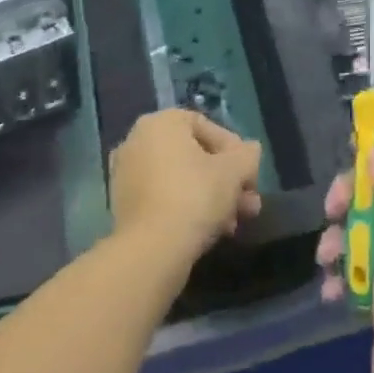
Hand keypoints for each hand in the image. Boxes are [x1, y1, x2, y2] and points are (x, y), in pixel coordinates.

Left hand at [110, 108, 262, 266]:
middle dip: (227, 180)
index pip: (208, 127)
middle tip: (248, 203)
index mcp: (161, 122)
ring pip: (182, 180)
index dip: (235, 151)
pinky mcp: (123, 207)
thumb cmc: (195, 195)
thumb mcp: (235, 170)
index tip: (249, 174)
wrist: (151, 250)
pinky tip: (212, 231)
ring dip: (212, 197)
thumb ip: (248, 155)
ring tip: (235, 223)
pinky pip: (164, 198)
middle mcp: (137, 141)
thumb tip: (250, 151)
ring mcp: (126, 175)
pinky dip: (188, 208)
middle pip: (195, 156)